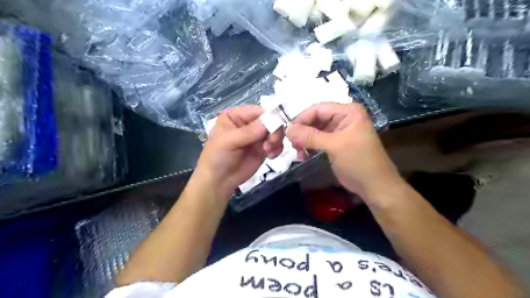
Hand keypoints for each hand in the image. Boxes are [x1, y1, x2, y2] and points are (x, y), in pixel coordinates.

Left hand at [195, 104, 285, 195]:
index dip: (268, 116)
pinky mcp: (263, 149)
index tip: (276, 126)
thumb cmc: (217, 157)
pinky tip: (271, 156)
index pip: (257, 111)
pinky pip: (276, 144)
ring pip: (275, 132)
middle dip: (274, 130)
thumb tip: (269, 122)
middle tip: (272, 142)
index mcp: (236, 116)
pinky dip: (277, 149)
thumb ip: (248, 132)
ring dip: (276, 141)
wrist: (219, 181)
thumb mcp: (228, 142)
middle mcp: (248, 124)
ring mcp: (257, 137)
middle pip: (269, 120)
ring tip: (269, 151)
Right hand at [286, 103, 401, 201]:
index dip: (302, 119)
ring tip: (297, 151)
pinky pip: (318, 140)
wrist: (375, 186)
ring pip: (315, 130)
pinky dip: (309, 146)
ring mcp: (339, 130)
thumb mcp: (334, 146)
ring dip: (304, 140)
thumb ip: (310, 136)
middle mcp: (343, 117)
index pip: (318, 109)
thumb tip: (288, 130)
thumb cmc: (358, 161)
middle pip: (316, 119)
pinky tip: (303, 155)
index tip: (288, 132)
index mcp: (348, 111)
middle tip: (291, 144)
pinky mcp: (335, 143)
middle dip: (302, 131)